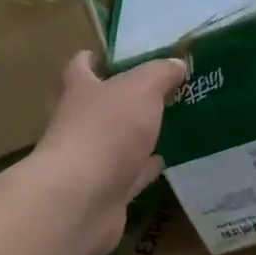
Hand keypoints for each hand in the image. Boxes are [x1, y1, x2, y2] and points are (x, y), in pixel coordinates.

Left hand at [34, 51, 184, 254]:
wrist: (82, 198)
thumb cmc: (106, 131)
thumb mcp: (140, 89)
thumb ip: (159, 74)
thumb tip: (176, 63)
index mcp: (80, 91)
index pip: (80, 67)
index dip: (94, 58)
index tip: (115, 55)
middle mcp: (78, 123)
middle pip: (96, 105)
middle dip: (119, 99)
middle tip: (152, 91)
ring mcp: (90, 160)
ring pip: (114, 142)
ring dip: (133, 135)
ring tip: (163, 124)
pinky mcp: (104, 192)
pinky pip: (128, 175)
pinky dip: (143, 168)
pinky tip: (162, 162)